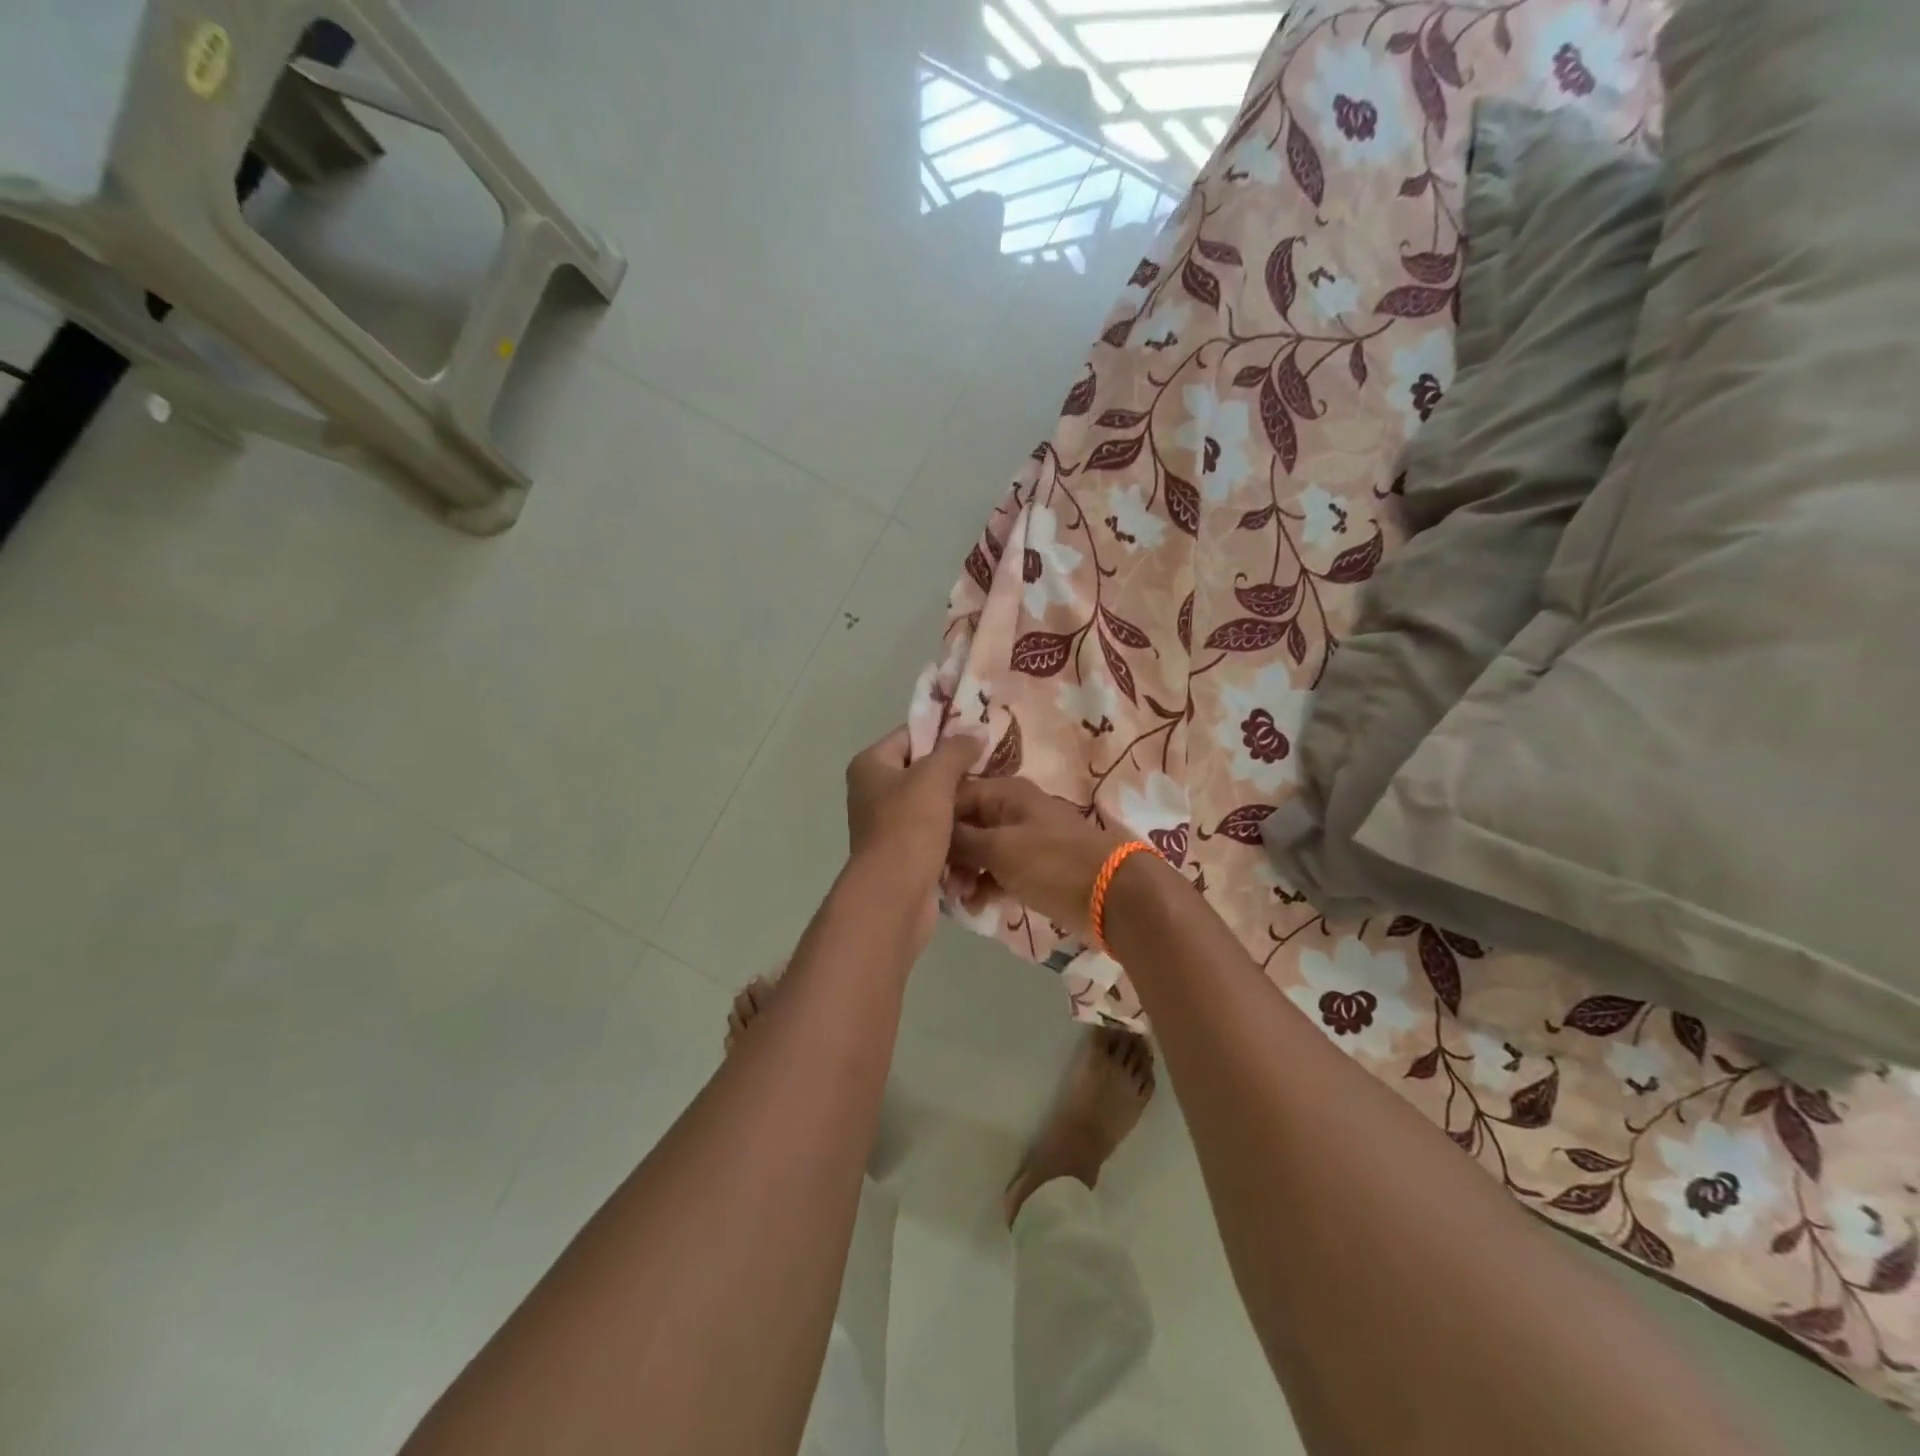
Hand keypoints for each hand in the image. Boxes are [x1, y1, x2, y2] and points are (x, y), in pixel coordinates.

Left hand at [845, 727, 978, 884]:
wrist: (894, 896)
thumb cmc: (908, 827)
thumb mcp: (934, 778)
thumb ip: (956, 750)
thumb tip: (976, 732)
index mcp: (870, 766)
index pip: (910, 736)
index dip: (944, 734)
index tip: (979, 738)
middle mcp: (873, 792)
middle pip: (922, 771)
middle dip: (956, 772)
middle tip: (993, 768)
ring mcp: (888, 825)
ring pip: (932, 804)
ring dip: (959, 804)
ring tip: (992, 797)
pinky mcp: (904, 853)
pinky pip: (935, 833)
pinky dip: (955, 833)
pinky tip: (982, 828)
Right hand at [949, 778, 1128, 936]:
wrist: (1113, 895)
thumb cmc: (1051, 863)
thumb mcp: (1000, 848)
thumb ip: (962, 839)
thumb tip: (933, 833)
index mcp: (1005, 792)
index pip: (955, 795)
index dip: (934, 820)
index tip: (917, 849)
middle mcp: (1012, 810)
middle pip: (966, 824)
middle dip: (949, 853)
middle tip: (941, 882)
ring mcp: (1024, 840)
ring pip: (980, 851)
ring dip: (965, 873)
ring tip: (959, 899)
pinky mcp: (1033, 868)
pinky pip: (998, 871)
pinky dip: (985, 886)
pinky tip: (976, 907)